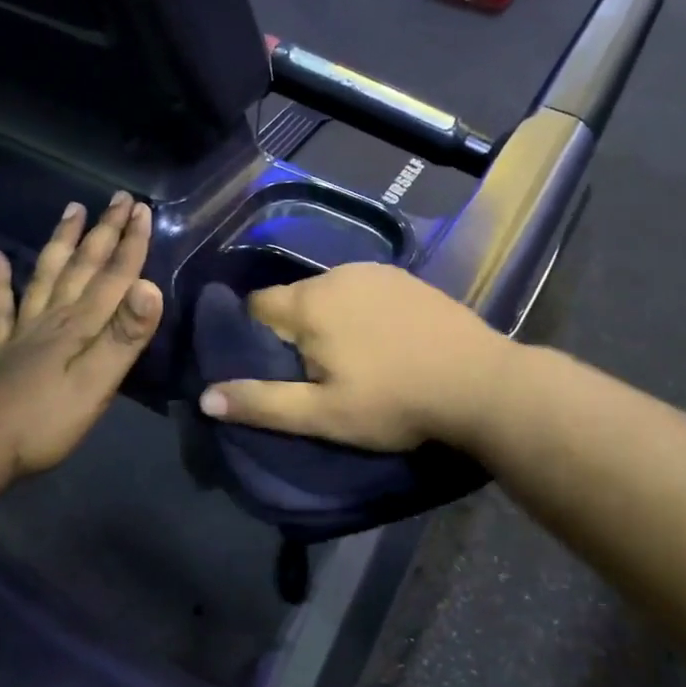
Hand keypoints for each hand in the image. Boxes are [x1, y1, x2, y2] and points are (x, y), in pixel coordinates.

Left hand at [0, 193, 163, 484]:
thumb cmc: (47, 420)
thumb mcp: (97, 383)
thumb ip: (124, 337)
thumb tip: (150, 288)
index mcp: (81, 325)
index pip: (113, 276)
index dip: (131, 243)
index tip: (143, 209)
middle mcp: (54, 317)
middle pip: (83, 266)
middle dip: (104, 231)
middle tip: (119, 197)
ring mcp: (25, 331)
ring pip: (47, 274)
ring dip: (61, 241)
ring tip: (72, 210)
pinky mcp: (3, 349)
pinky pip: (1, 306)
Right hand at [197, 264, 510, 451]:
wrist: (481, 383)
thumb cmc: (395, 402)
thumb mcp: (323, 415)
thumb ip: (262, 403)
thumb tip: (204, 396)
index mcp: (310, 303)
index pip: (256, 306)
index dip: (254, 337)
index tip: (271, 368)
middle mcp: (337, 274)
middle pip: (293, 299)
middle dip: (292, 330)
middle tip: (314, 373)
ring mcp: (376, 271)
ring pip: (329, 293)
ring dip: (327, 319)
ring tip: (350, 359)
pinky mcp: (406, 277)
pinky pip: (362, 289)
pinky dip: (359, 310)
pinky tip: (383, 339)